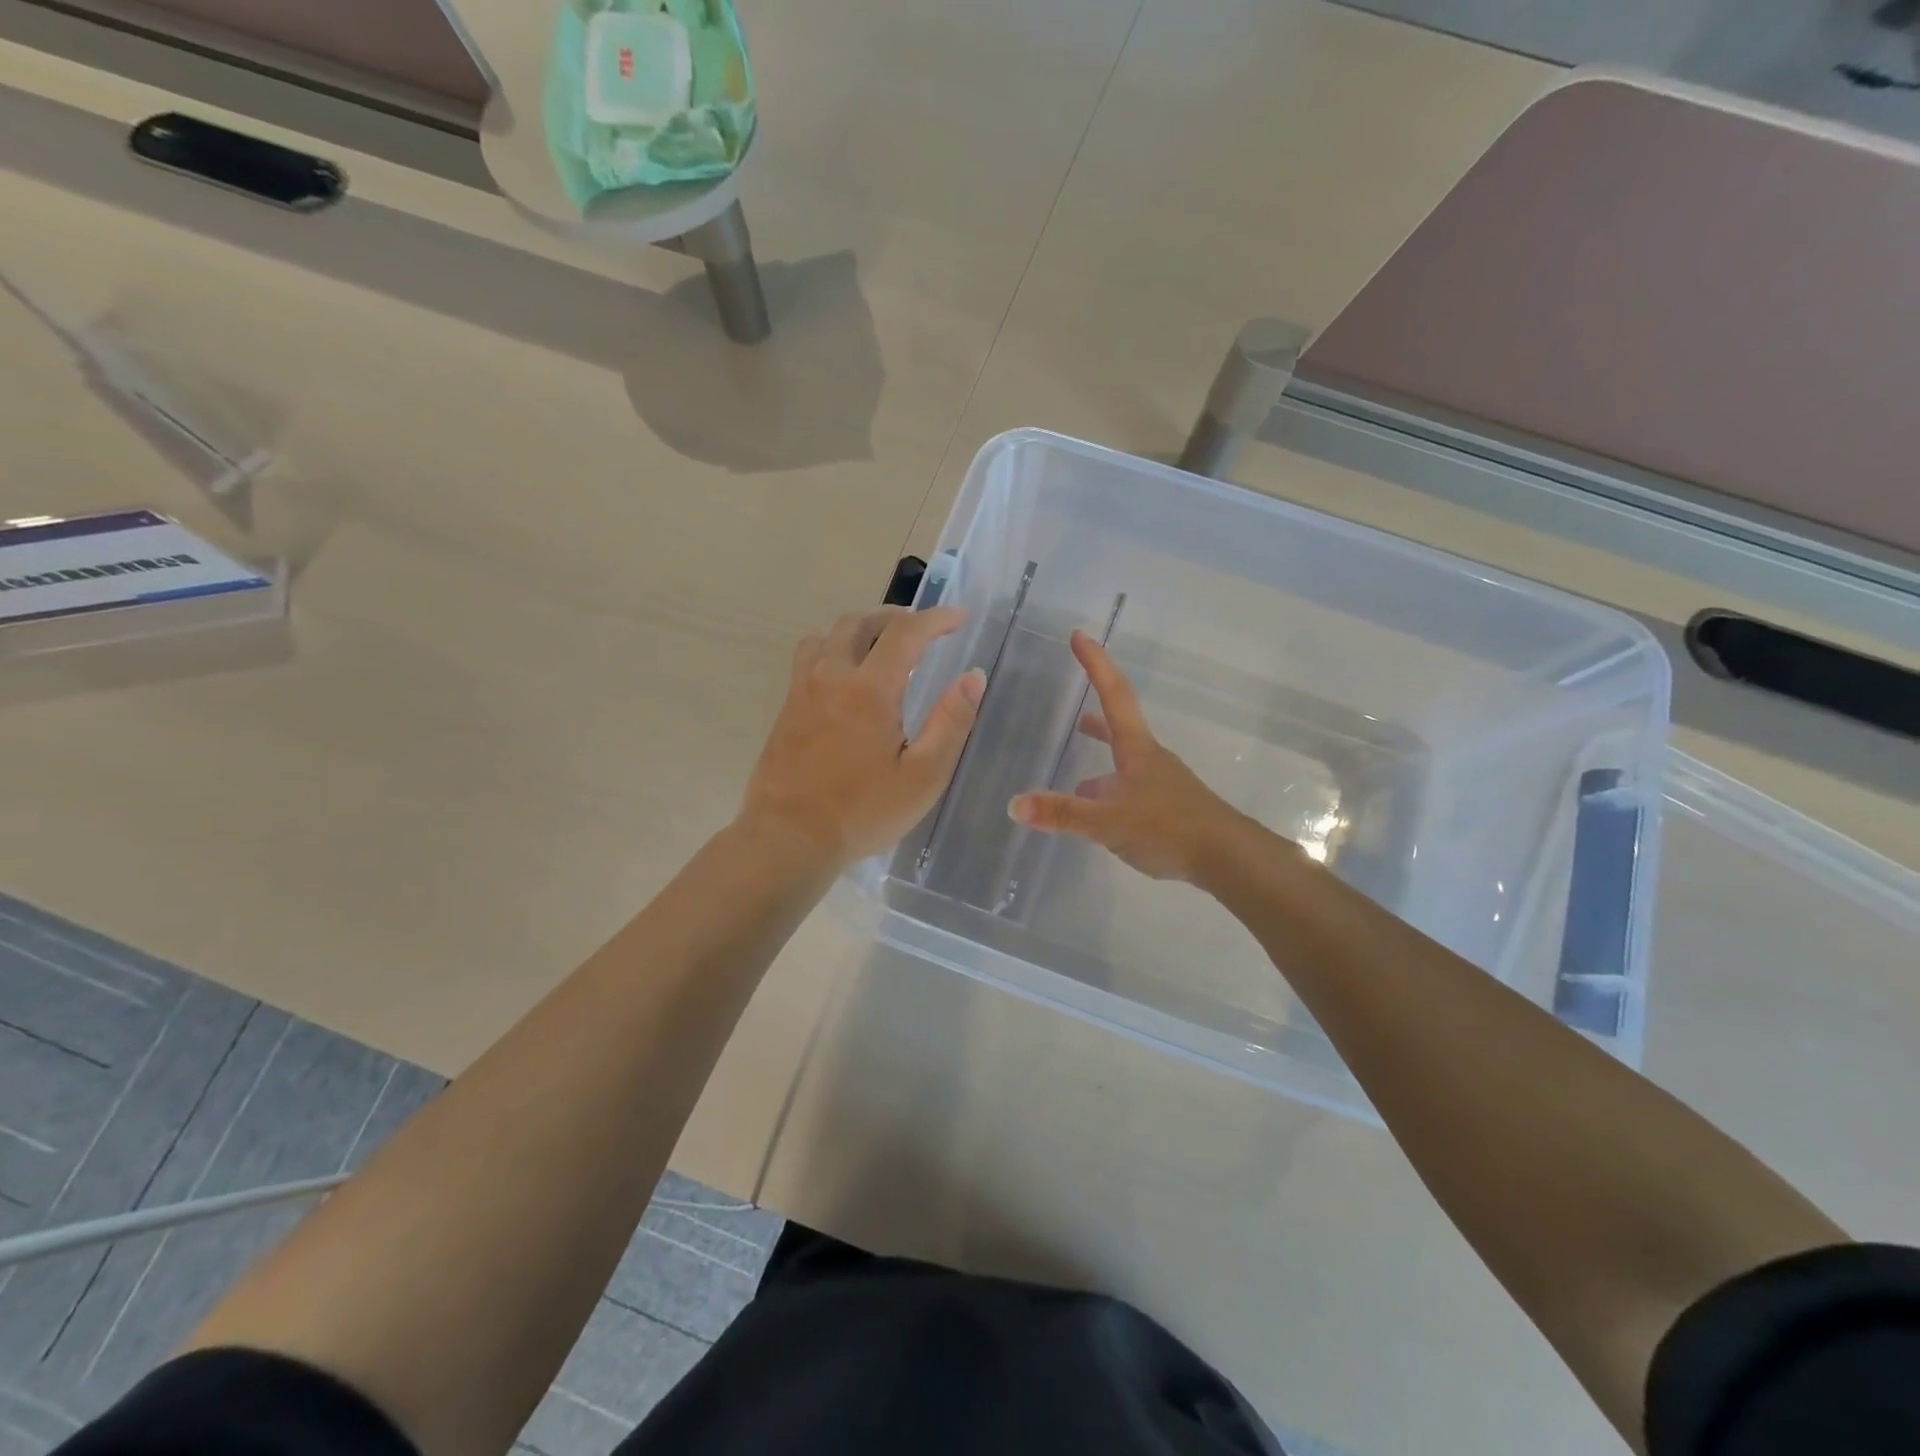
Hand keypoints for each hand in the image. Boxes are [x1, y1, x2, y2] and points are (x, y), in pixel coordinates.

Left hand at [741, 607, 983, 868]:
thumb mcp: (923, 776)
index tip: (959, 618)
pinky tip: (845, 679)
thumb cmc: (863, 812)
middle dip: (896, 618)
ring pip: (827, 635)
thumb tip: (972, 677)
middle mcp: (832, 676)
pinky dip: (833, 650)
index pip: (906, 632)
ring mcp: (802, 691)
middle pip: (860, 622)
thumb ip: (951, 722)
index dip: (936, 619)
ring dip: (859, 630)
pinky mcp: (786, 709)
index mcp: (870, 689)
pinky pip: (809, 658)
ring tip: (881, 648)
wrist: (789, 839)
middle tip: (921, 633)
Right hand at [1008, 630, 1249, 882]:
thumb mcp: (1108, 822)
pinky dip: (1111, 795)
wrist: (1228, 858)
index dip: (1096, 664)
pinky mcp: (1169, 811)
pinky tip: (1101, 817)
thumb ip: (1063, 814)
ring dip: (1102, 764)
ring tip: (1077, 781)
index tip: (1080, 635)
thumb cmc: (1169, 828)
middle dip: (1095, 719)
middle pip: (1119, 728)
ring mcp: (1162, 785)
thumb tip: (1015, 804)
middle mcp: (1150, 760)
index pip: (1113, 695)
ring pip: (1124, 766)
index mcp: (1137, 750)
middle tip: (1075, 714)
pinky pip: (1131, 793)